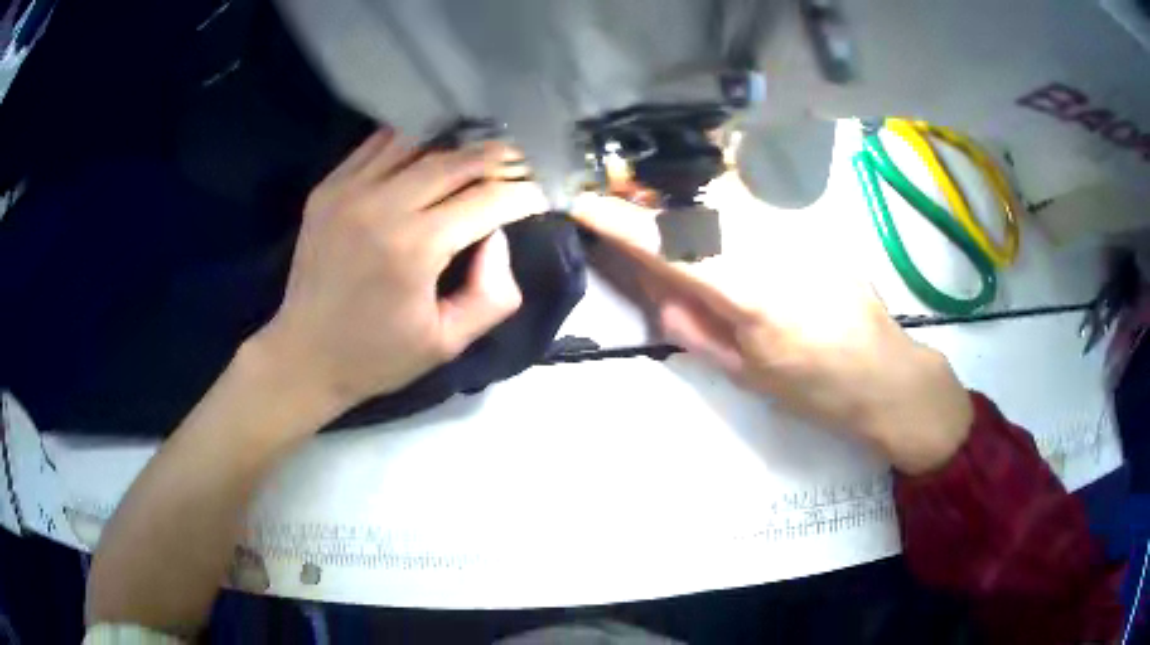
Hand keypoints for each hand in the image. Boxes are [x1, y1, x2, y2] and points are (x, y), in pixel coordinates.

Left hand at [252, 129, 547, 412]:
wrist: (303, 356)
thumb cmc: (378, 356)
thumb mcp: (449, 342)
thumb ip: (492, 293)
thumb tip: (497, 235)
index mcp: (415, 248)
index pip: (488, 199)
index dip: (524, 192)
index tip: (543, 192)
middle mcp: (381, 205)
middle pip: (456, 160)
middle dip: (499, 158)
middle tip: (522, 161)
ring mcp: (348, 190)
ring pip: (417, 142)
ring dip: (456, 145)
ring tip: (479, 153)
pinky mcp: (327, 188)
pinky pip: (378, 145)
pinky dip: (411, 143)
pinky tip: (429, 152)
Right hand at [573, 174, 971, 474]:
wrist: (884, 374)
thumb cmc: (815, 390)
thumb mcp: (744, 372)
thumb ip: (690, 325)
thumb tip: (653, 285)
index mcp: (750, 294)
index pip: (670, 246)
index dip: (621, 223)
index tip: (582, 206)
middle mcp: (771, 247)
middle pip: (692, 208)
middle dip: (648, 205)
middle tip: (619, 212)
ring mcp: (795, 230)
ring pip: (719, 200)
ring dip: (680, 205)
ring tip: (661, 219)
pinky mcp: (810, 227)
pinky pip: (749, 207)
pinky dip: (717, 210)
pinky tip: (714, 226)